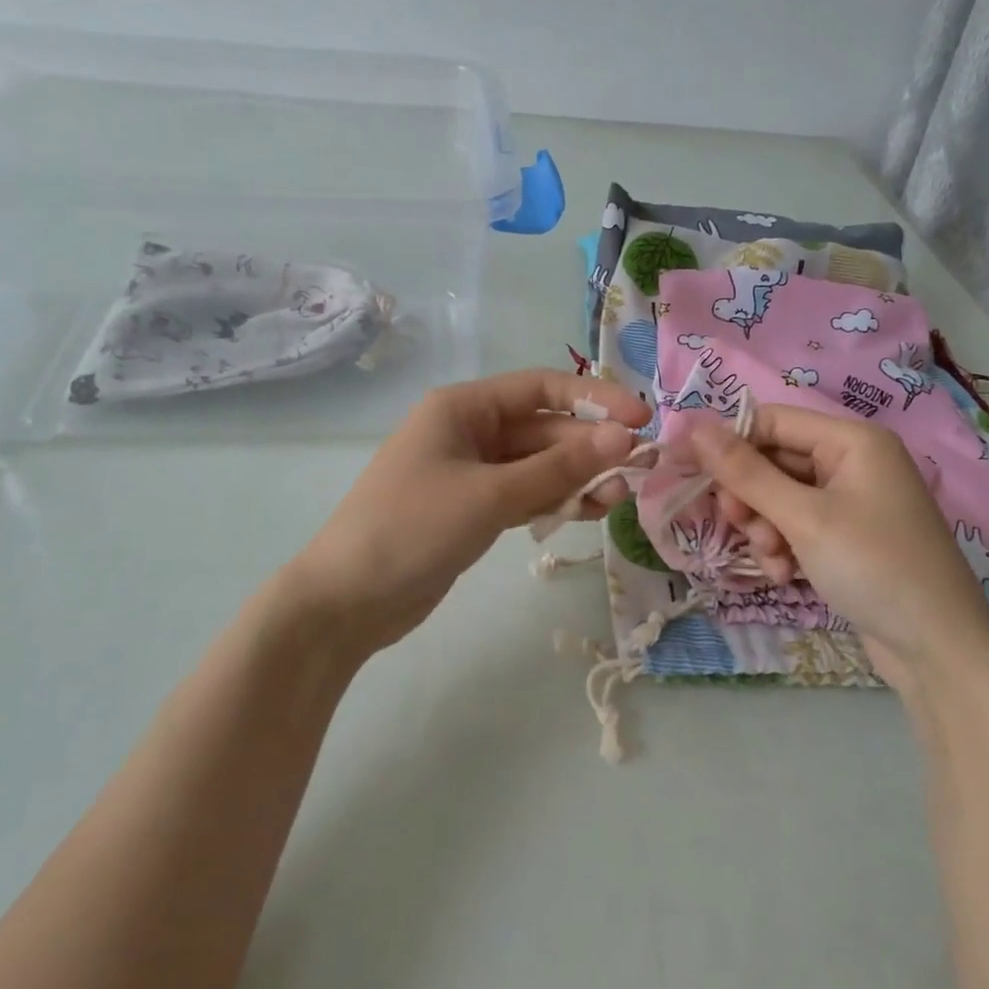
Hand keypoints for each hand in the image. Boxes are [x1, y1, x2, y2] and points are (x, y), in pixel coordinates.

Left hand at [282, 369, 649, 653]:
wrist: (347, 600)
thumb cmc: (412, 529)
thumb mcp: (490, 494)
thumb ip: (558, 468)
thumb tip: (623, 438)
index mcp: (463, 408)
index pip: (542, 388)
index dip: (594, 399)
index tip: (640, 420)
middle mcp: (469, 432)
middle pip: (544, 429)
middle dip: (591, 448)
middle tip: (640, 470)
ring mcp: (472, 474)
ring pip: (540, 466)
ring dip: (579, 478)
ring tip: (620, 497)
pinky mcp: (474, 511)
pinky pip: (526, 496)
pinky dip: (556, 502)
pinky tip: (592, 512)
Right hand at [691, 405, 988, 691]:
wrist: (936, 647)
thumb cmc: (873, 567)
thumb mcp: (803, 518)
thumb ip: (746, 473)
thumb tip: (694, 428)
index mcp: (851, 441)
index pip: (771, 420)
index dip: (728, 443)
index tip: (688, 471)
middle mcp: (852, 462)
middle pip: (773, 460)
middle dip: (750, 497)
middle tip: (737, 526)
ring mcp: (850, 501)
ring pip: (779, 498)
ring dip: (764, 528)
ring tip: (774, 561)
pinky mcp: (846, 536)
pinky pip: (797, 526)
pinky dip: (783, 547)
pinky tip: (787, 576)